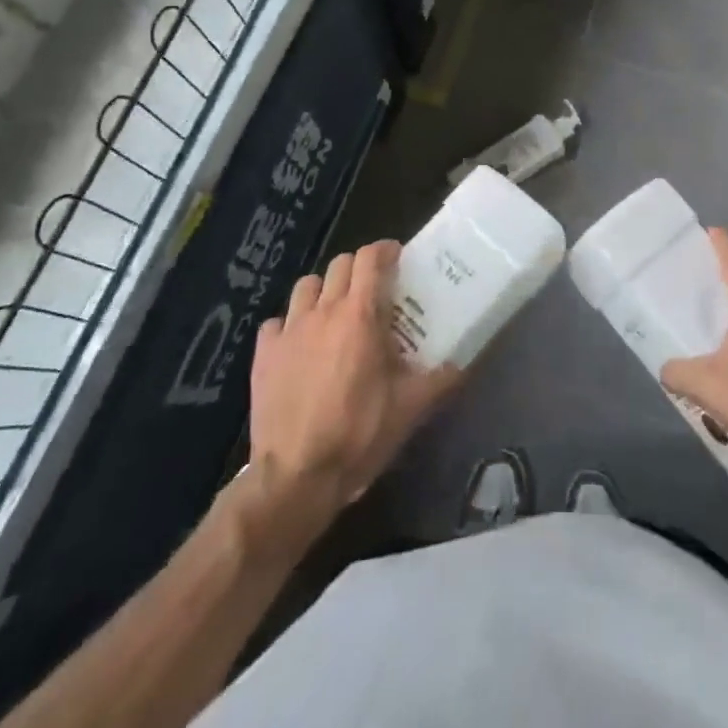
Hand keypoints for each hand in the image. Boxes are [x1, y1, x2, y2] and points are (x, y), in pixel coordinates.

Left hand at [243, 241, 460, 528]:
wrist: (297, 476)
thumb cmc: (359, 433)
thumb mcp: (410, 407)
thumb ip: (440, 378)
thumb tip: (463, 363)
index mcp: (360, 315)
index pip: (370, 259)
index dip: (385, 251)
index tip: (397, 257)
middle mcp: (323, 311)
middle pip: (340, 265)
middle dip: (358, 269)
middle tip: (373, 290)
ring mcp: (288, 330)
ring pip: (306, 286)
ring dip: (324, 291)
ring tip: (335, 313)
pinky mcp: (263, 354)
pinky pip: (277, 322)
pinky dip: (290, 324)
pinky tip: (300, 345)